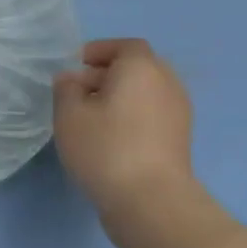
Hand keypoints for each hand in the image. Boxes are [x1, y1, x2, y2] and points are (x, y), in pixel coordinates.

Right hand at [53, 38, 196, 217]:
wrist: (151, 201)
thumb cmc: (105, 148)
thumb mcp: (68, 114)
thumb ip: (66, 89)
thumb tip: (72, 80)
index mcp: (142, 68)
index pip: (124, 46)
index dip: (99, 51)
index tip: (75, 66)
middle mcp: (167, 83)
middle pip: (137, 68)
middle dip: (107, 74)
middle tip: (78, 92)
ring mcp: (178, 113)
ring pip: (145, 93)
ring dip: (120, 97)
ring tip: (90, 118)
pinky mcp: (179, 139)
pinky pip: (152, 114)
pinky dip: (132, 116)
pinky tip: (109, 138)